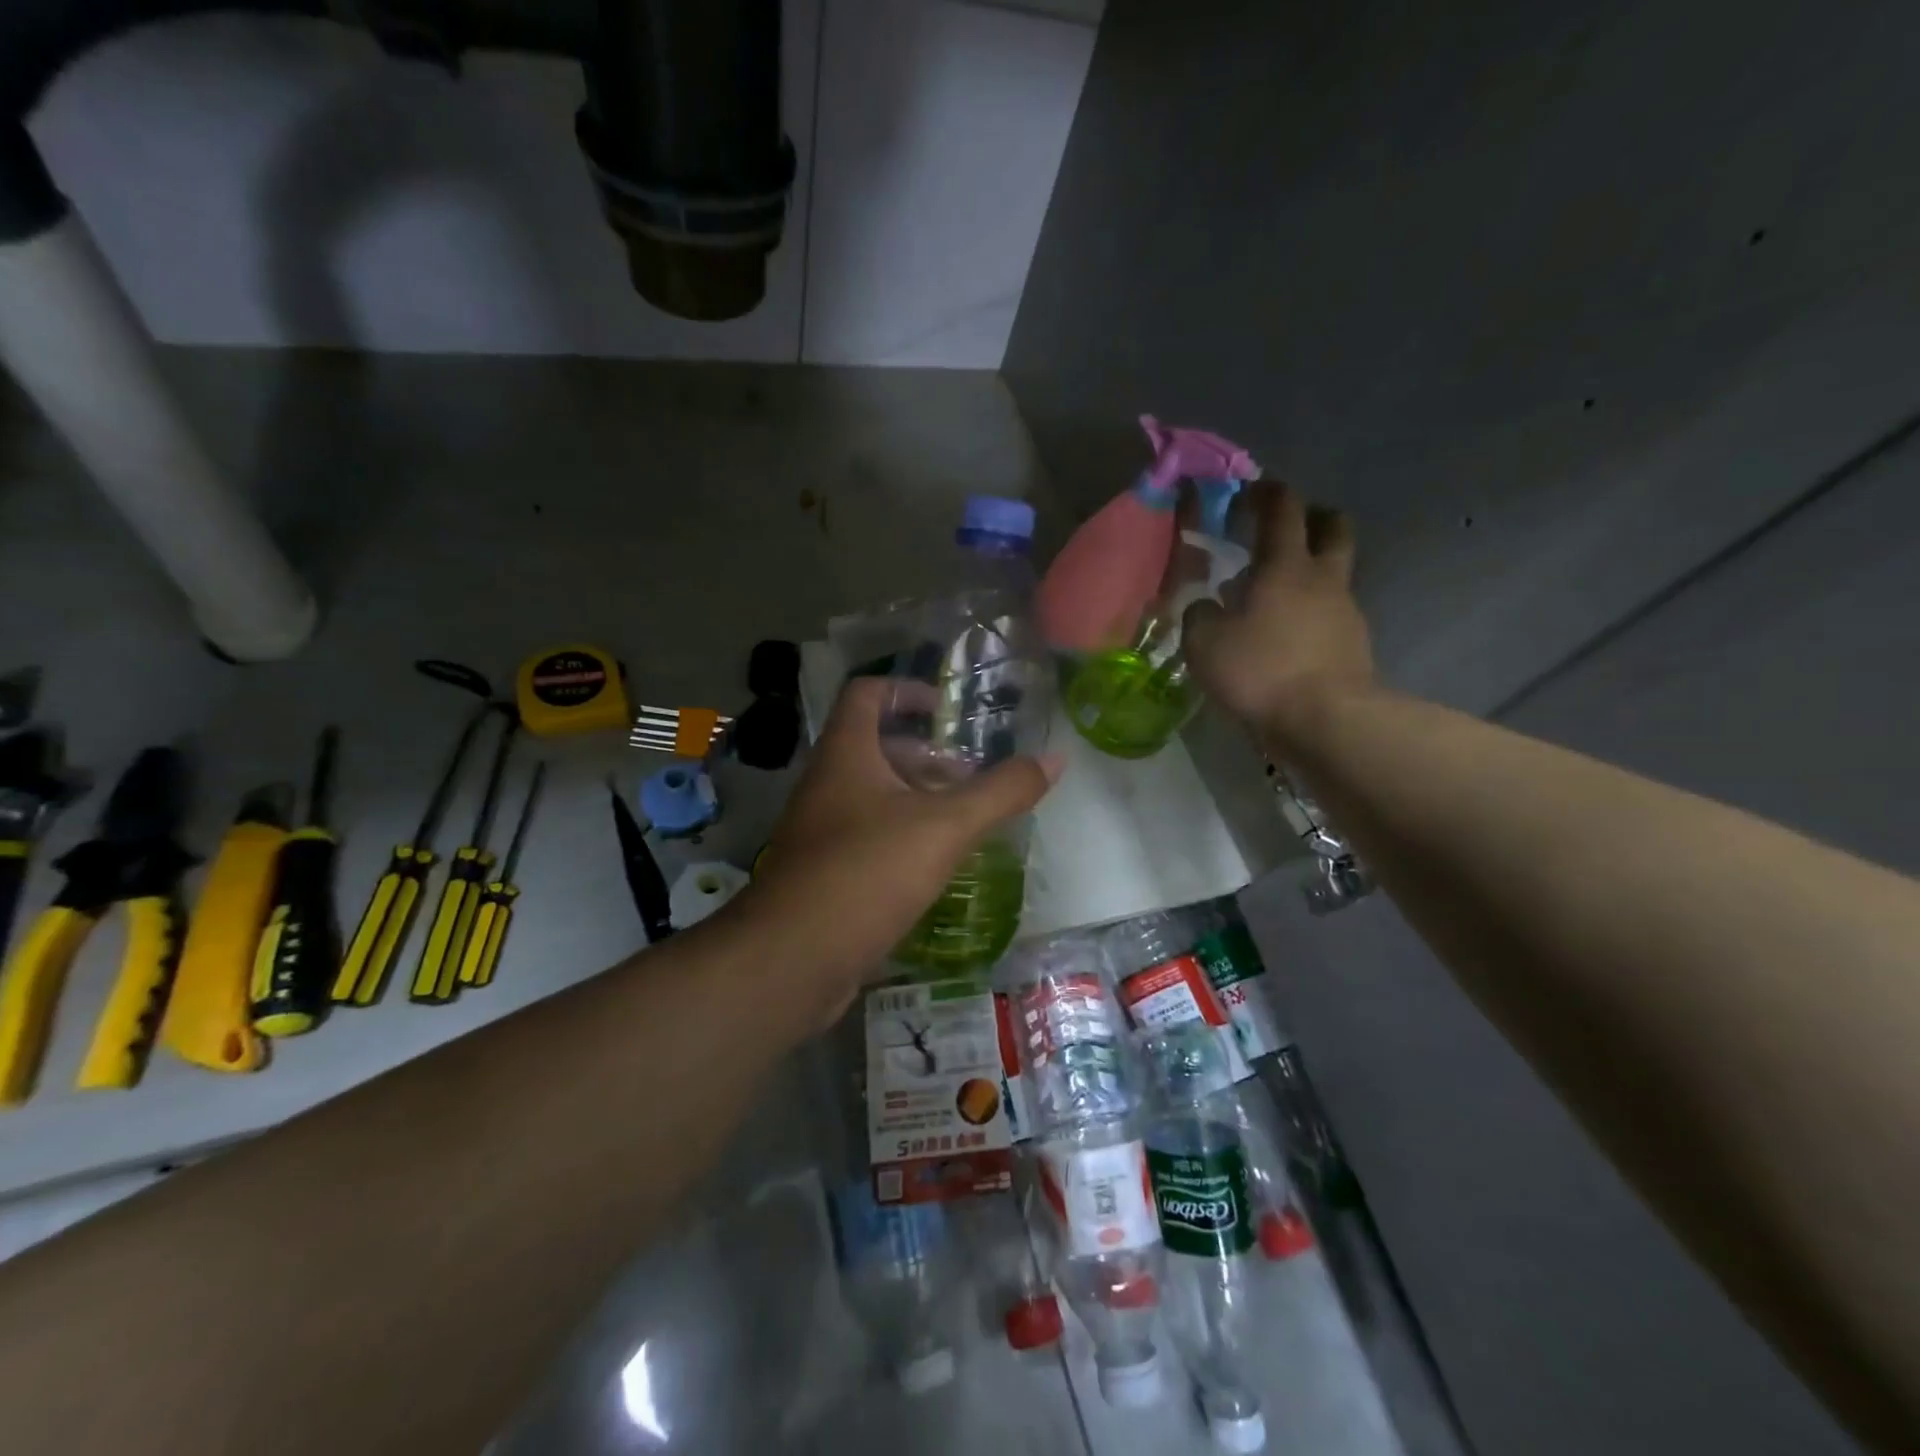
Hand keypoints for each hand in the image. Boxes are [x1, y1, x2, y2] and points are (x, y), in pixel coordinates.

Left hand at [732, 677, 1058, 1018]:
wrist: (791, 960)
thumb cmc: (866, 873)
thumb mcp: (945, 827)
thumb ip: (1001, 792)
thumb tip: (1056, 758)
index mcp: (846, 755)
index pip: (866, 694)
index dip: (906, 689)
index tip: (947, 708)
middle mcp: (827, 784)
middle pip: (875, 748)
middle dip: (925, 754)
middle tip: (972, 774)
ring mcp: (822, 831)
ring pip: (874, 797)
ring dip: (918, 799)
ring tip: (966, 819)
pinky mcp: (825, 873)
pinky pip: (869, 838)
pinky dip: (904, 838)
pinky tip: (936, 864)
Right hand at [1184, 483, 1374, 744]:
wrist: (1325, 720)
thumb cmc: (1261, 670)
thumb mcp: (1205, 643)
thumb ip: (1199, 616)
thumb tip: (1204, 607)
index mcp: (1285, 566)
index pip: (1282, 508)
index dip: (1265, 493)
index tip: (1247, 492)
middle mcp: (1323, 579)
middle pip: (1333, 527)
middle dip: (1312, 517)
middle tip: (1285, 528)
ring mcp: (1346, 611)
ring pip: (1334, 573)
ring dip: (1310, 571)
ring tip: (1275, 595)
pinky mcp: (1354, 645)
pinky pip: (1332, 614)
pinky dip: (1312, 613)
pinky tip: (1287, 636)